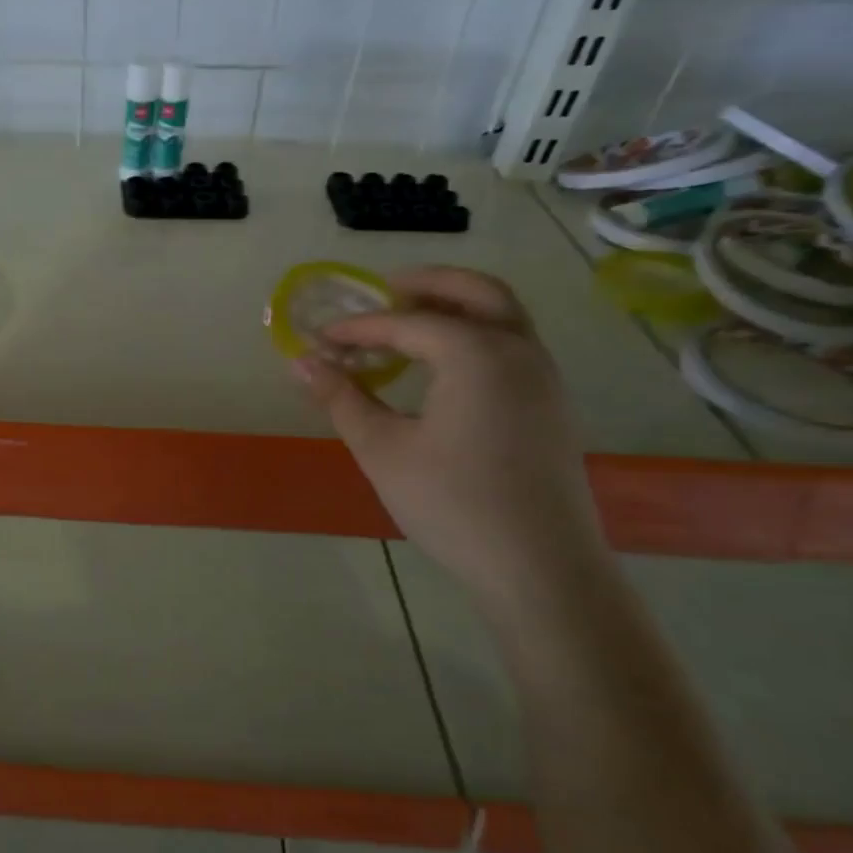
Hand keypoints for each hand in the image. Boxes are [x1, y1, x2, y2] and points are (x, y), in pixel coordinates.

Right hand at [292, 267, 608, 603]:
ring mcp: (544, 378)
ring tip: (407, 325)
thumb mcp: (383, 450)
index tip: (319, 339)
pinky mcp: (550, 405)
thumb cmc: (452, 504)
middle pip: (476, 291)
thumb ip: (342, 399)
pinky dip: (476, 334)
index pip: (407, 323)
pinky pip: (512, 345)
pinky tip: (441, 369)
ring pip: (502, 316)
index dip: (358, 328)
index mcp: (478, 355)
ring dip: (455, 307)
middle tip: (383, 292)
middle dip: (427, 284)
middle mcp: (519, 351)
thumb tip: (301, 363)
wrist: (540, 568)